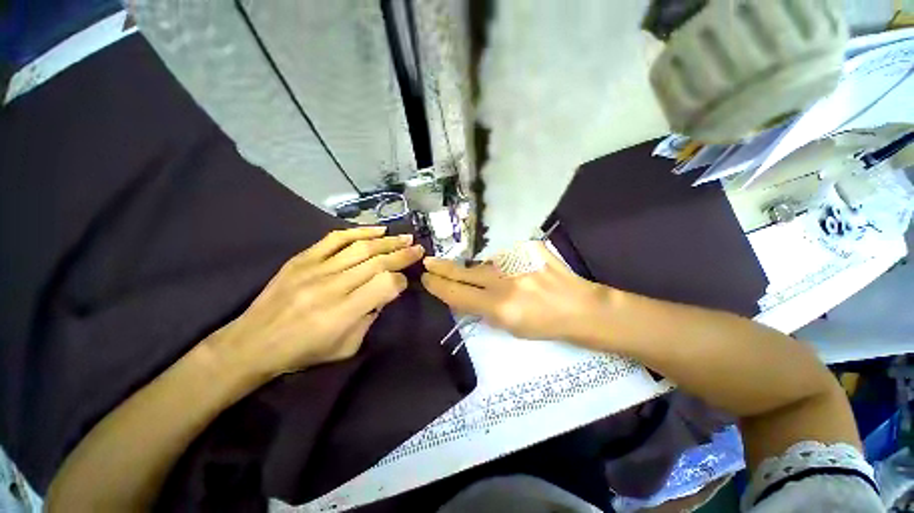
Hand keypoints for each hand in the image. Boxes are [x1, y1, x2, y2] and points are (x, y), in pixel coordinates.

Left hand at [211, 226, 424, 377]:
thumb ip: (365, 323)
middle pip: (374, 262)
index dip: (400, 281)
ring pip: (358, 247)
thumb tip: (380, 299)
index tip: (406, 282)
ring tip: (404, 236)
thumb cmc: (301, 353)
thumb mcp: (342, 350)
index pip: (384, 286)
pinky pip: (333, 239)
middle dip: (400, 254)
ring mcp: (314, 269)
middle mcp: (331, 286)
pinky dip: (356, 231)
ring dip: (385, 240)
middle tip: (418, 248)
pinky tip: (374, 230)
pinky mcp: (301, 259)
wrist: (258, 340)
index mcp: (342, 314)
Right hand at [421, 242, 609, 343]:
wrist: (579, 307)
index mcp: (499, 307)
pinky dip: (505, 263)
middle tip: (429, 263)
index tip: (426, 278)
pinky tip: (517, 272)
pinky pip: (506, 254)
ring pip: (485, 262)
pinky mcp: (529, 247)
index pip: (457, 293)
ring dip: (482, 269)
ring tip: (496, 281)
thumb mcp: (510, 327)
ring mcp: (518, 261)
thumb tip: (463, 294)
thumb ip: (484, 310)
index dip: (437, 286)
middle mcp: (505, 282)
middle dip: (442, 268)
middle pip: (463, 272)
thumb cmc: (545, 325)